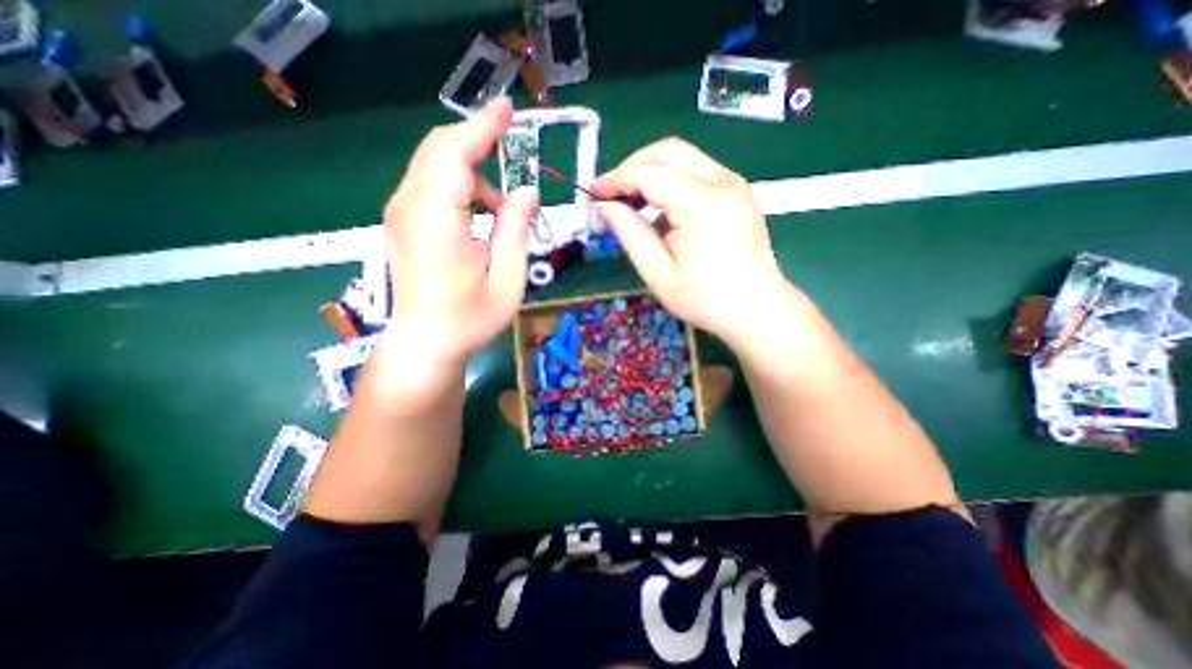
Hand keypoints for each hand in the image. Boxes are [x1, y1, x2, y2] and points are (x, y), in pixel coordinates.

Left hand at [385, 97, 537, 362]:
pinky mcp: (402, 223)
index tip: (508, 109)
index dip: (483, 126)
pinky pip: (430, 187)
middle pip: (439, 150)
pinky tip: (479, 219)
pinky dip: (459, 189)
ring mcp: (400, 215)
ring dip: (472, 175)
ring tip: (500, 213)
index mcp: (437, 221)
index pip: (455, 153)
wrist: (425, 344)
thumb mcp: (507, 279)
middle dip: (477, 144)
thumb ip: (516, 230)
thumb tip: (527, 192)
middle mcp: (410, 208)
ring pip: (434, 167)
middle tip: (512, 153)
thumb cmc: (470, 319)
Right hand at [596, 137, 789, 345]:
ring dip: (652, 171)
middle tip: (611, 193)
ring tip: (632, 202)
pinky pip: (697, 171)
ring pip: (684, 157)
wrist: (757, 308)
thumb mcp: (658, 274)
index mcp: (701, 204)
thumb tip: (605, 207)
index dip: (615, 180)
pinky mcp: (737, 191)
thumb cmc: (706, 299)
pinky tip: (661, 209)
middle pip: (668, 151)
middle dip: (632, 166)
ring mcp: (734, 184)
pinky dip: (672, 181)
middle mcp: (722, 182)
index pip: (648, 173)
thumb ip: (630, 234)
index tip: (592, 193)